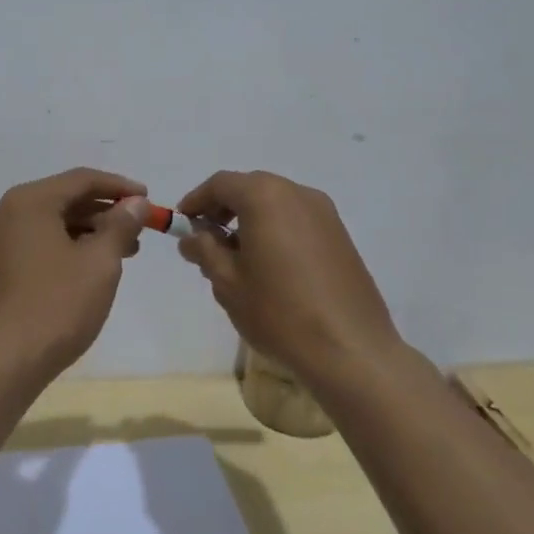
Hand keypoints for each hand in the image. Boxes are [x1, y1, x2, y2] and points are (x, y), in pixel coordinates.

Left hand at [0, 168, 151, 379]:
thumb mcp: (100, 263)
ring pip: (50, 224)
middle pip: (63, 200)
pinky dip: (65, 247)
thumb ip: (121, 225)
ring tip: (123, 252)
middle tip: (139, 230)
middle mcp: (4, 213)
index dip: (119, 187)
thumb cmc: (56, 306)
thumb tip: (135, 203)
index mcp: (28, 202)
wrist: (2, 364)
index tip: (148, 200)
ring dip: (87, 232)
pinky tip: (90, 268)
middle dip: (104, 213)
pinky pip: (35, 243)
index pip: (81, 180)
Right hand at [176, 170, 401, 381]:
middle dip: (224, 209)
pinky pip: (298, 220)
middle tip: (207, 241)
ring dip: (251, 219)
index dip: (197, 200)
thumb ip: (205, 251)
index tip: (182, 223)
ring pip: (276, 203)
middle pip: (251, 188)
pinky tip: (271, 266)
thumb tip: (192, 237)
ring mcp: (325, 213)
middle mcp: (297, 193)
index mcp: (265, 196)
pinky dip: (276, 230)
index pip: (221, 184)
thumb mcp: (228, 282)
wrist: (351, 349)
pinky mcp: (341, 235)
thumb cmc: (279, 312)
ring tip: (238, 259)